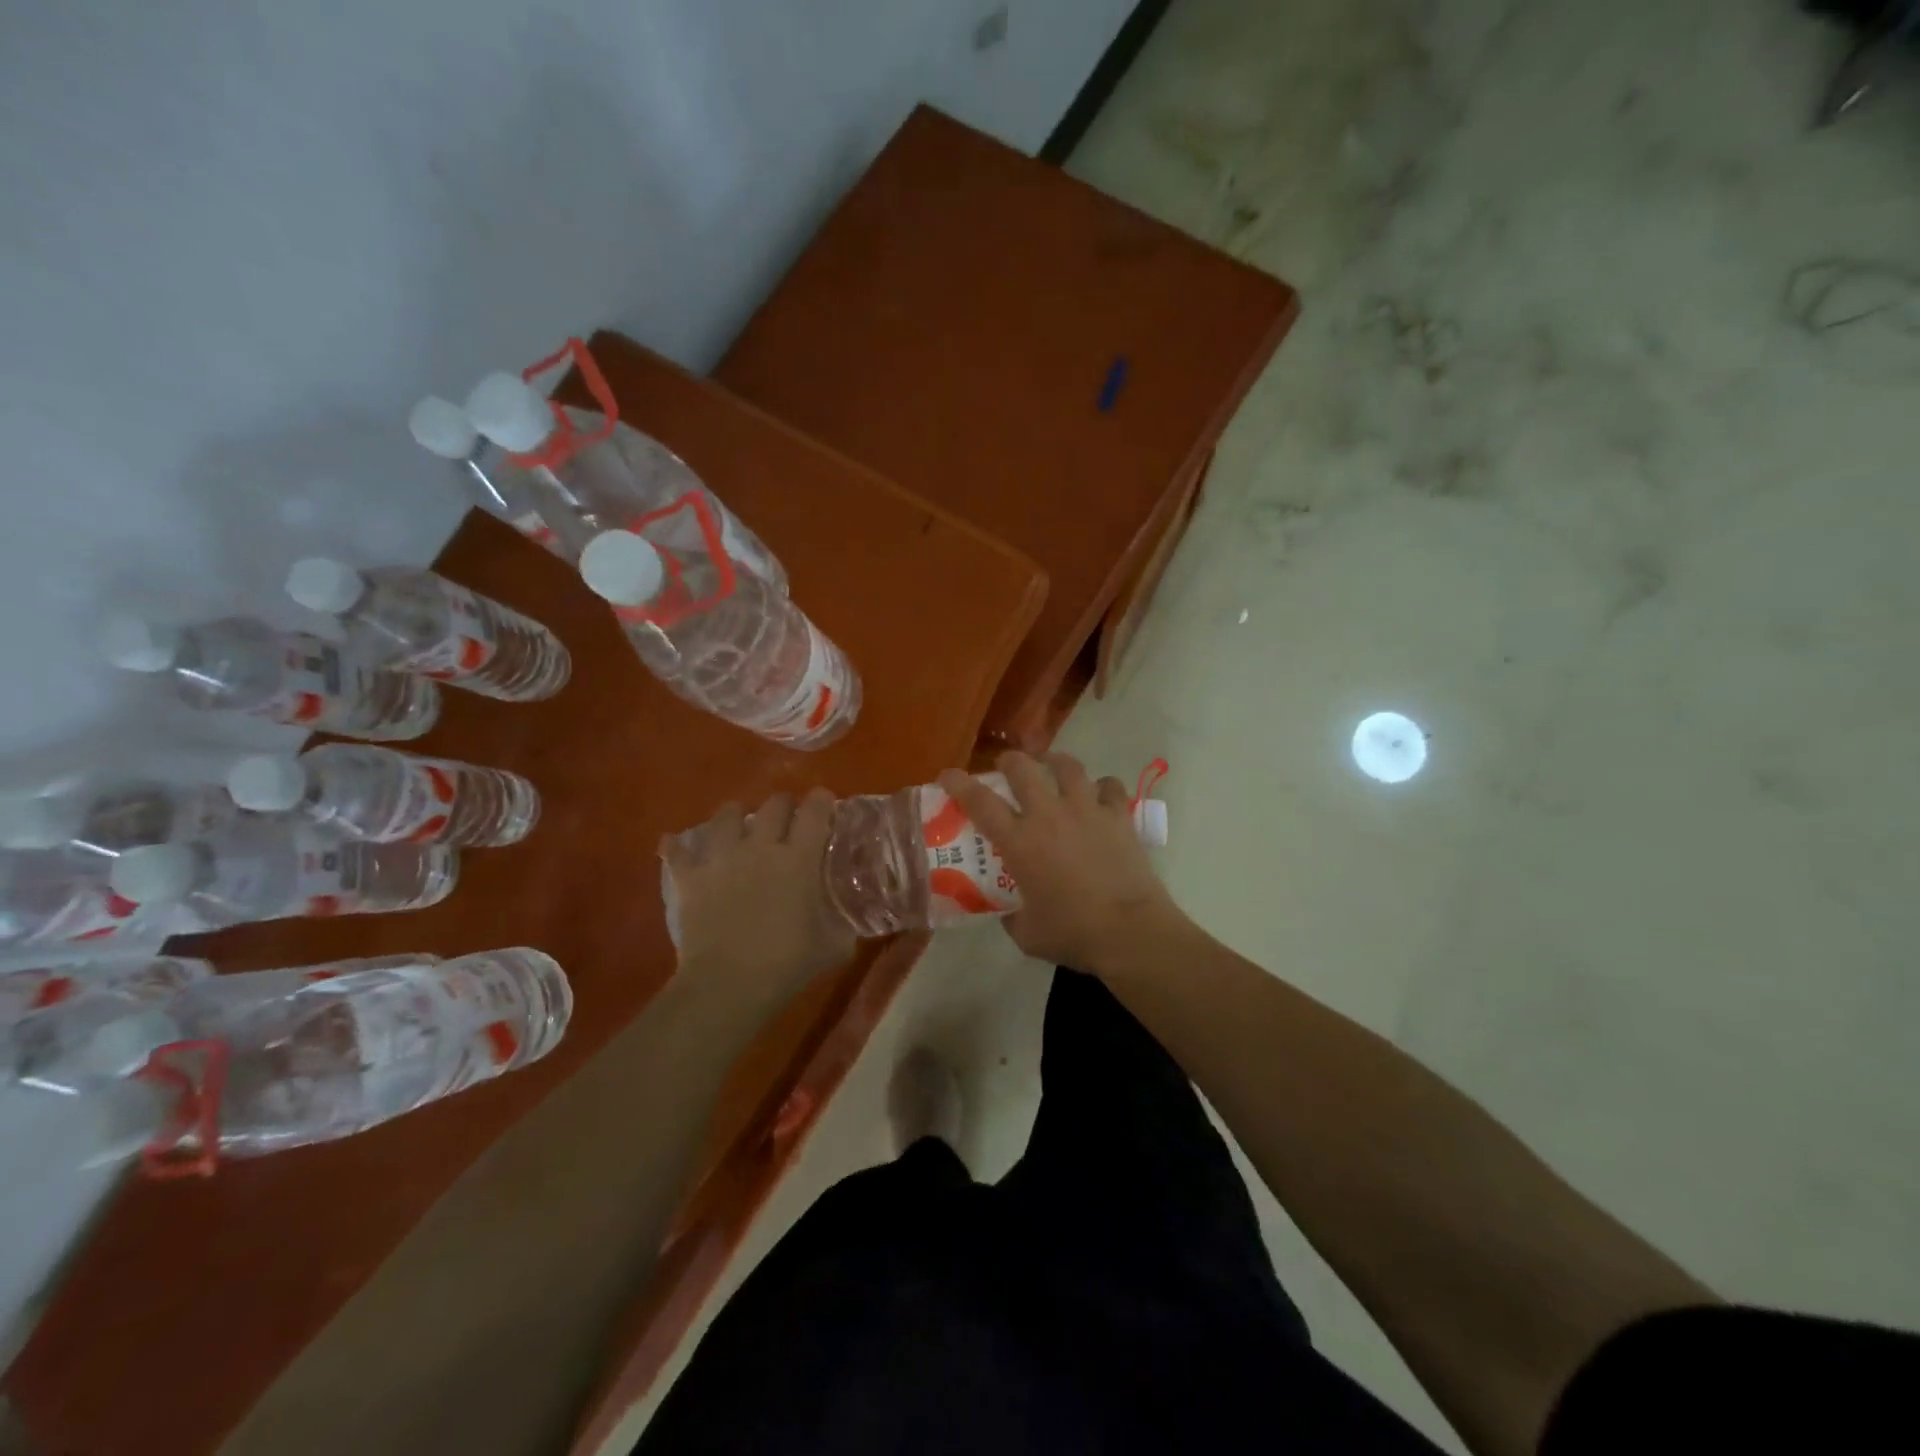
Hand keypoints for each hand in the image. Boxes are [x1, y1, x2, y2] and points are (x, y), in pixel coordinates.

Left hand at [662, 788, 854, 1001]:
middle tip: (788, 821)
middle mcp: (760, 846)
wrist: (727, 986)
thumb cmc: (786, 965)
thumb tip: (853, 916)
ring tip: (739, 828)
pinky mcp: (690, 876)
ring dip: (736, 817)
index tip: (825, 804)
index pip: (815, 811)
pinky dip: (679, 846)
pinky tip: (678, 845)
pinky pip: (678, 850)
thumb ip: (844, 922)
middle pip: (774, 804)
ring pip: (727, 814)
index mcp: (799, 858)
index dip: (822, 801)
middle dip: (784, 807)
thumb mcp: (834, 945)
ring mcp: (721, 858)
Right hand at [938, 751, 1183, 971]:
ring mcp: (1086, 810)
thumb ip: (1012, 916)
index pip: (979, 801)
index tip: (948, 775)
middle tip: (1006, 767)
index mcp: (1019, 841)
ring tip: (1052, 767)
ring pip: (1067, 766)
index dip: (959, 783)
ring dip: (1054, 762)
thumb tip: (1008, 912)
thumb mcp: (1028, 934)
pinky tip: (1100, 795)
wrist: (1130, 932)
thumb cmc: (1073, 934)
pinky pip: (1109, 786)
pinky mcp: (1118, 816)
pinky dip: (1102, 787)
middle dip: (1009, 761)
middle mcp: (1049, 815)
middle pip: (1023, 768)